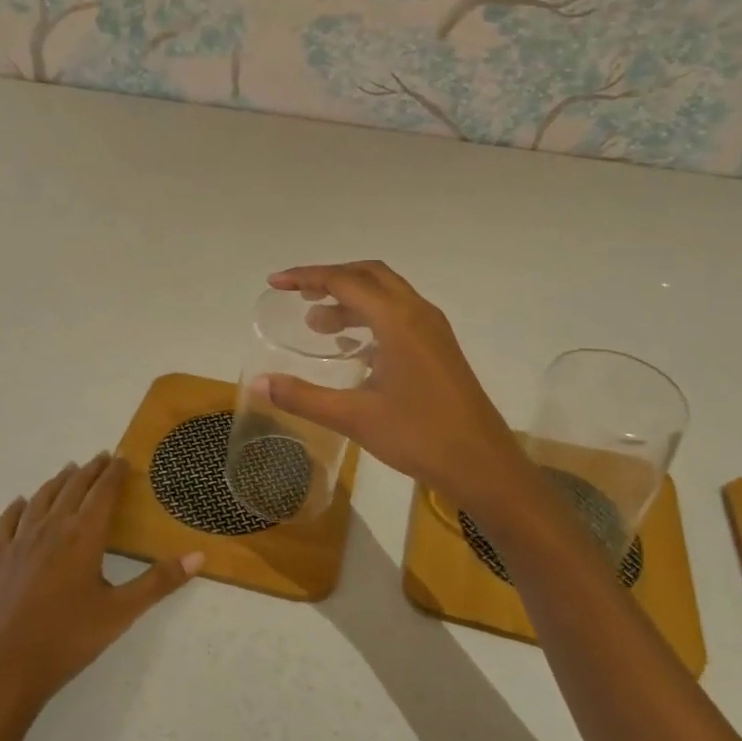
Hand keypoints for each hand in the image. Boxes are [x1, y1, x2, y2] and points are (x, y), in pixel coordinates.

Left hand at [0, 455, 202, 740]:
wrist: (0, 672)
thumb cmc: (66, 641)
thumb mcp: (120, 613)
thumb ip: (159, 582)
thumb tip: (199, 555)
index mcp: (84, 536)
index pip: (103, 492)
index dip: (114, 473)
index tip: (122, 458)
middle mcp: (51, 528)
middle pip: (73, 488)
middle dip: (90, 470)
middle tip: (101, 457)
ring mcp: (18, 541)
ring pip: (41, 498)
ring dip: (58, 481)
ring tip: (69, 471)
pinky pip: (7, 521)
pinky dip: (18, 506)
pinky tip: (21, 503)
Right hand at [262, 261, 536, 511]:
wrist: (483, 465)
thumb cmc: (419, 436)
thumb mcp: (354, 418)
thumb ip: (303, 397)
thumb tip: (257, 383)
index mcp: (398, 320)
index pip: (344, 281)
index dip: (306, 277)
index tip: (275, 283)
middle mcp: (418, 313)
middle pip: (369, 275)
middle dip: (331, 279)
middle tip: (297, 294)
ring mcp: (433, 330)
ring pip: (387, 294)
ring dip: (351, 299)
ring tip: (317, 323)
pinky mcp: (440, 348)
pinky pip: (400, 314)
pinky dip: (370, 316)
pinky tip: (352, 346)